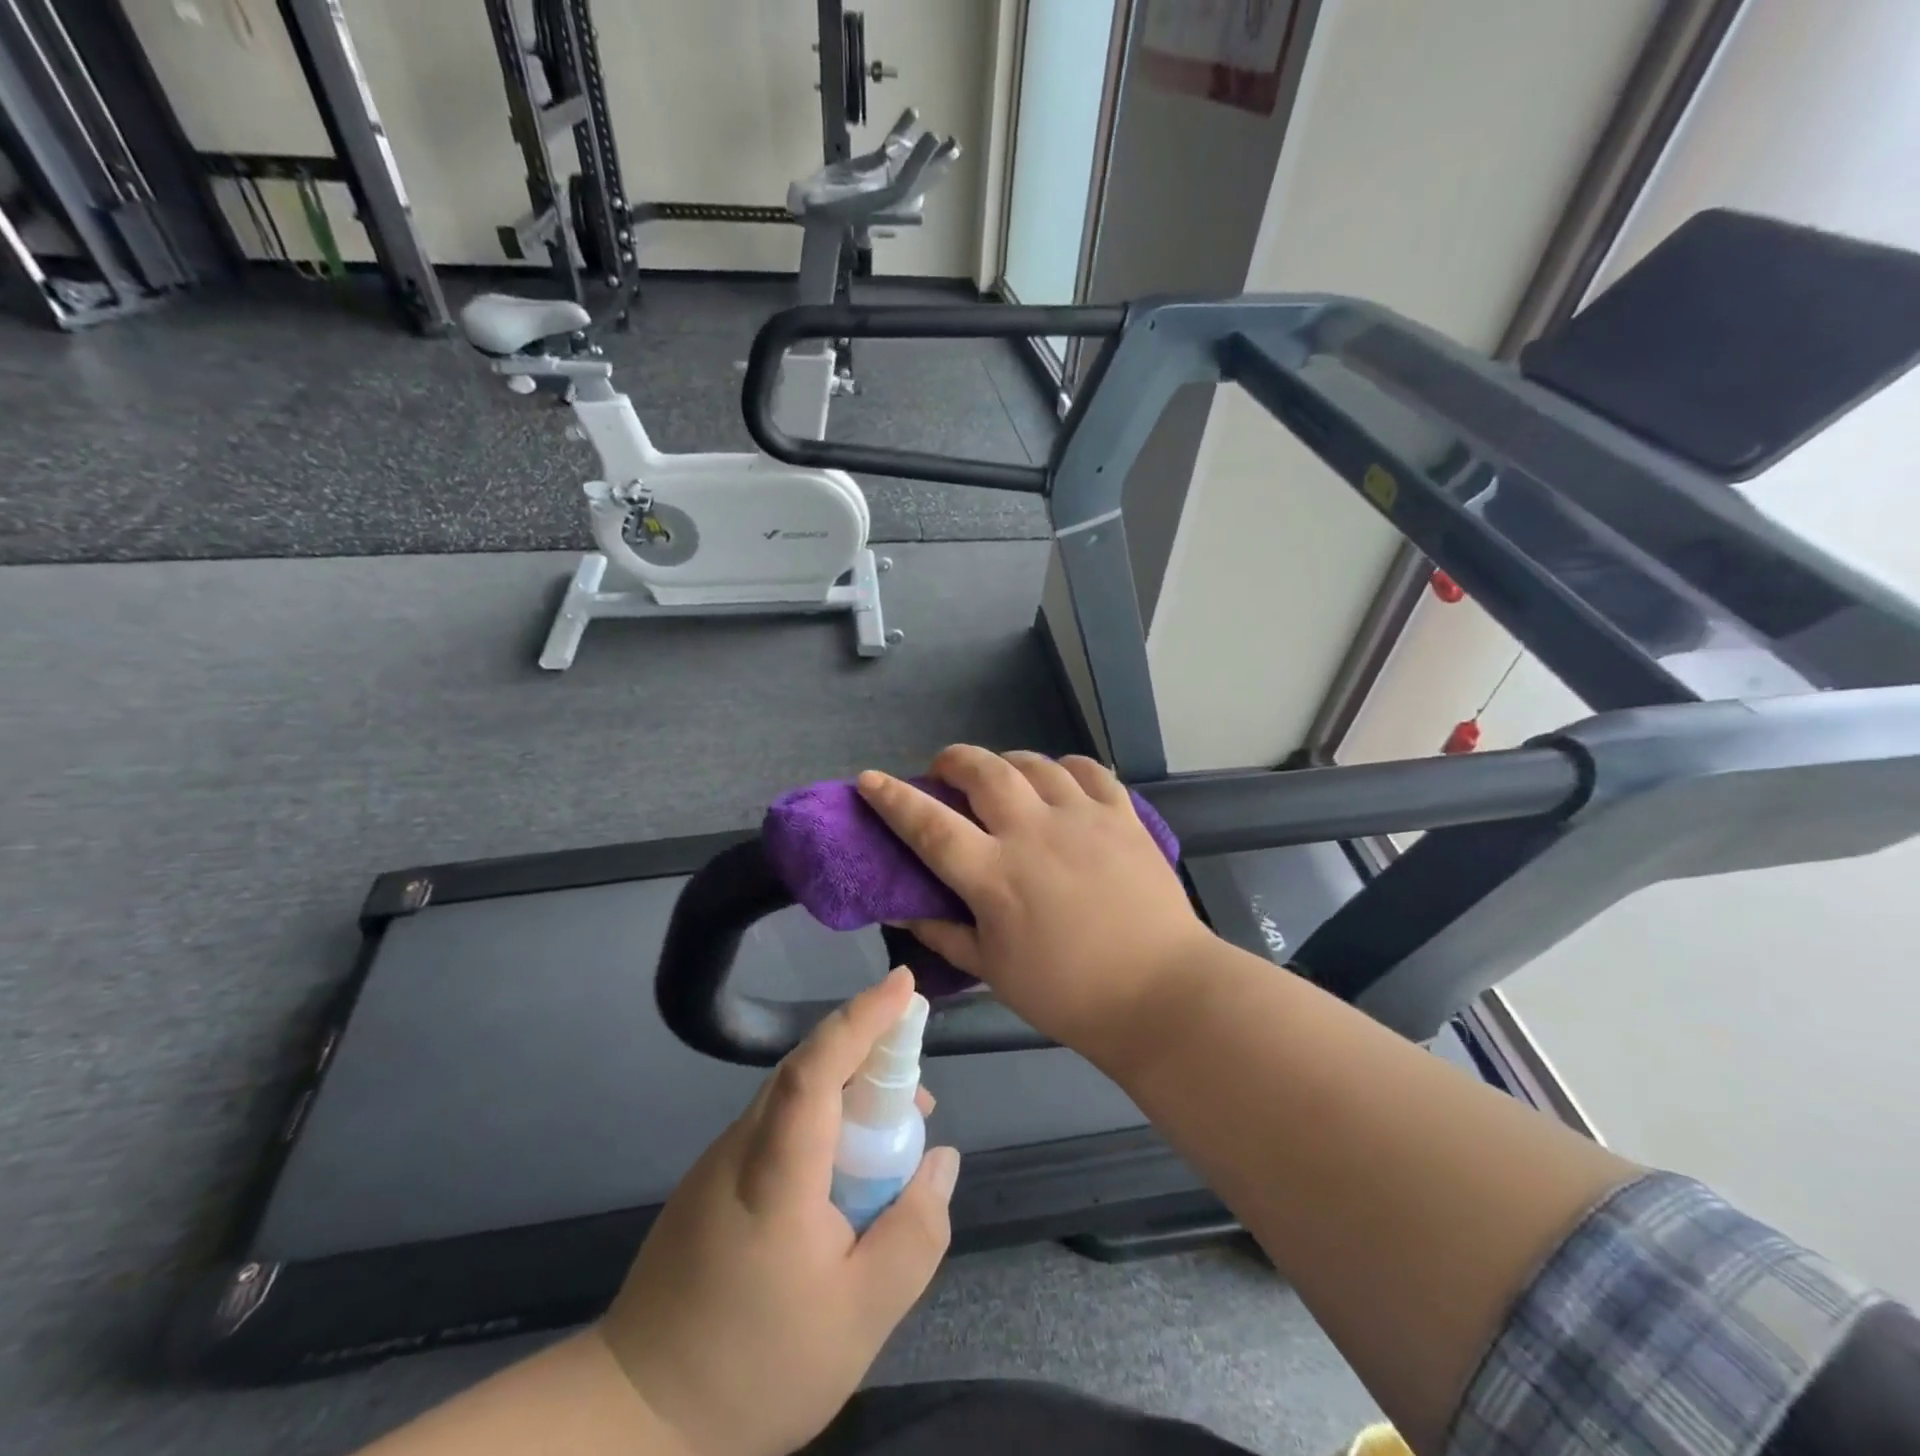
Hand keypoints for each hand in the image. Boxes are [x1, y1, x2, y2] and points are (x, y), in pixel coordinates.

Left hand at [598, 970, 959, 1455]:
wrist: (635, 1417)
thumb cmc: (755, 1366)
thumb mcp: (861, 1317)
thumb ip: (914, 1232)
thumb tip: (940, 1158)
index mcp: (774, 1171)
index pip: (816, 1067)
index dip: (862, 1018)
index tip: (905, 984)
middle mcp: (742, 1146)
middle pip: (809, 1070)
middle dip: (870, 1053)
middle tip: (920, 1090)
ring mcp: (721, 1161)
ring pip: (795, 1096)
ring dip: (850, 1093)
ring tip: (896, 1133)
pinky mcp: (714, 1181)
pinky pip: (780, 1124)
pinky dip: (824, 1122)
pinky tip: (847, 1171)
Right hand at [856, 747, 1209, 1057]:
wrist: (1160, 993)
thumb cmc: (1067, 993)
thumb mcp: (993, 970)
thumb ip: (943, 932)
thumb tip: (900, 908)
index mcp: (995, 876)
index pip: (929, 825)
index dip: (893, 798)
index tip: (869, 779)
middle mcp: (1033, 833)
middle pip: (983, 772)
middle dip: (953, 761)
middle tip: (945, 771)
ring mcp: (1082, 818)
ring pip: (1034, 764)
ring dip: (1006, 761)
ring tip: (1001, 776)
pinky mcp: (1122, 816)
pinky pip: (1088, 770)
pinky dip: (1064, 767)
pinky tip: (1058, 780)